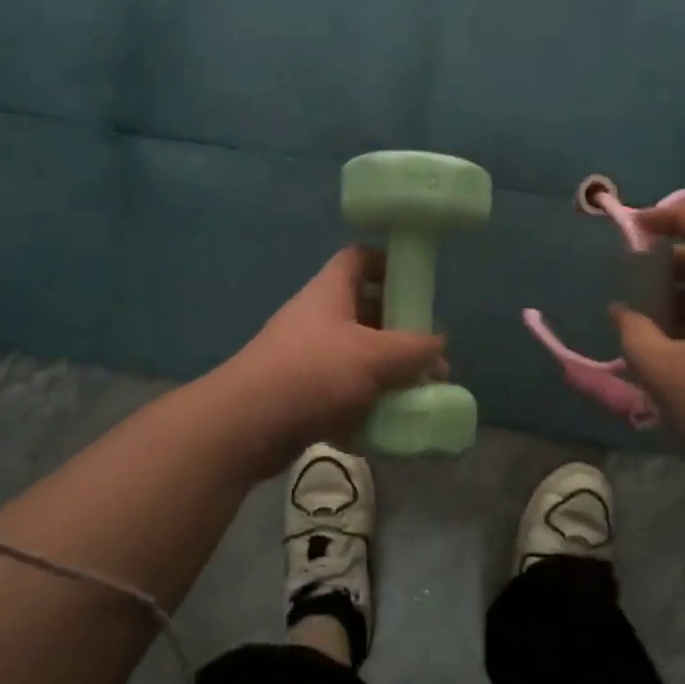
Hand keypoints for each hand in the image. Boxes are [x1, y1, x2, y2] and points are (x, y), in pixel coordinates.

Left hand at [224, 246, 446, 460]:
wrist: (246, 425)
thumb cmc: (313, 373)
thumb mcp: (374, 355)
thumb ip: (413, 348)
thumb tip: (438, 343)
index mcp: (330, 292)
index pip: (360, 258)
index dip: (389, 264)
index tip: (418, 287)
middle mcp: (318, 317)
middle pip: (365, 311)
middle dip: (400, 332)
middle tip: (428, 356)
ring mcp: (307, 356)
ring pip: (357, 355)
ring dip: (387, 372)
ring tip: (418, 393)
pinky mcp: (301, 392)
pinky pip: (342, 390)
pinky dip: (365, 403)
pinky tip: (388, 422)